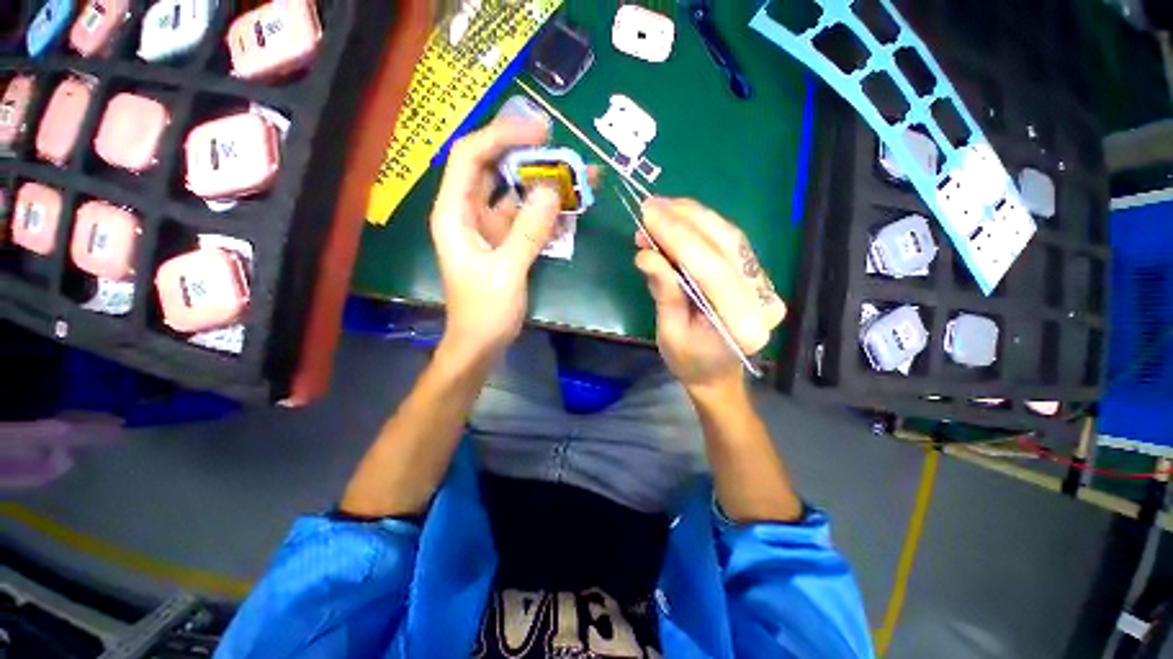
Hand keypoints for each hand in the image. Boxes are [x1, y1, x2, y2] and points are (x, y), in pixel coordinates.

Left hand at [430, 117, 560, 361]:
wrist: (481, 343)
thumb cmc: (484, 311)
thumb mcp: (506, 272)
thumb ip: (528, 231)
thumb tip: (552, 190)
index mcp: (454, 213)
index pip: (471, 156)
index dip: (502, 135)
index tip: (540, 132)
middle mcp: (468, 212)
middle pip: (493, 168)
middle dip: (526, 154)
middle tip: (562, 148)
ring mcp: (489, 227)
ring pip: (514, 192)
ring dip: (542, 183)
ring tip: (576, 175)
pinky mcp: (506, 241)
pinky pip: (526, 216)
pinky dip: (546, 210)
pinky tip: (569, 207)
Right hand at [634, 198, 786, 392]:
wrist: (717, 375)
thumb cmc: (690, 362)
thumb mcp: (669, 332)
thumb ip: (664, 292)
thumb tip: (647, 254)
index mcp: (741, 324)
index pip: (710, 268)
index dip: (678, 237)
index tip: (648, 214)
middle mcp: (762, 299)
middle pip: (725, 244)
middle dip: (685, 219)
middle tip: (652, 205)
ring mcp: (765, 285)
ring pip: (730, 236)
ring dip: (694, 217)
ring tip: (662, 208)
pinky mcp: (757, 276)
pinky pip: (731, 242)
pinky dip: (703, 227)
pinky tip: (681, 219)